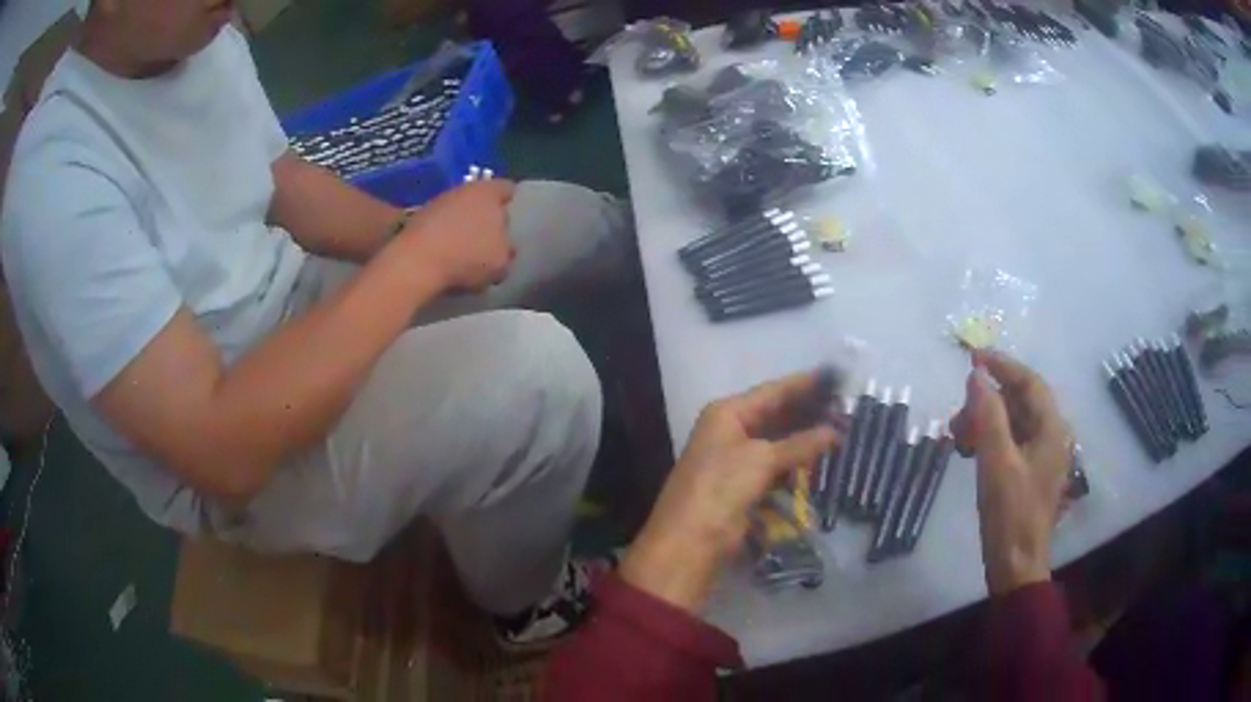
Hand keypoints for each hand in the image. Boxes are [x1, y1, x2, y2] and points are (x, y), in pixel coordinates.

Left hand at [394, 180, 516, 292]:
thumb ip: (507, 249)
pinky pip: (440, 225)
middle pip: (482, 200)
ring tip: (467, 252)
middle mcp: (464, 189)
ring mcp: (438, 201)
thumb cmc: (467, 257)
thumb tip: (504, 246)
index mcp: (490, 192)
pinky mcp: (418, 217)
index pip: (508, 189)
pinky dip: (444, 236)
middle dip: (486, 215)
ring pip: (459, 212)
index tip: (513, 223)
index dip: (513, 204)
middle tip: (490, 238)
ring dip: (463, 227)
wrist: (415, 263)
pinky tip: (446, 257)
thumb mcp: (502, 262)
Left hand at [620, 370, 840, 612]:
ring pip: (778, 443)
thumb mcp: (761, 459)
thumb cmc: (721, 488)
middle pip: (776, 415)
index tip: (835, 377)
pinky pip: (776, 468)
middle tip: (846, 409)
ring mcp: (736, 459)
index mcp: (727, 413)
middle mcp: (730, 430)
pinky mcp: (743, 486)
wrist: (690, 540)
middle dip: (809, 413)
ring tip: (842, 433)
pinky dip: (796, 465)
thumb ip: (800, 444)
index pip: (772, 391)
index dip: (804, 384)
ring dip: (806, 441)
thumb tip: (835, 432)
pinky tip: (820, 462)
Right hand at [950, 350, 1073, 595]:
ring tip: (958, 437)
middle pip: (1020, 401)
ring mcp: (1042, 454)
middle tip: (957, 415)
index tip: (972, 357)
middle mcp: (1052, 434)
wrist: (1016, 564)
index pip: (1029, 382)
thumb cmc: (1010, 513)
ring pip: (1013, 421)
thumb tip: (977, 377)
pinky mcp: (1031, 471)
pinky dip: (990, 439)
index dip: (1002, 366)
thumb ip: (989, 415)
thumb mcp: (997, 462)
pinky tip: (970, 451)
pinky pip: (1011, 441)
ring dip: (986, 421)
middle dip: (988, 401)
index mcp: (1052, 428)